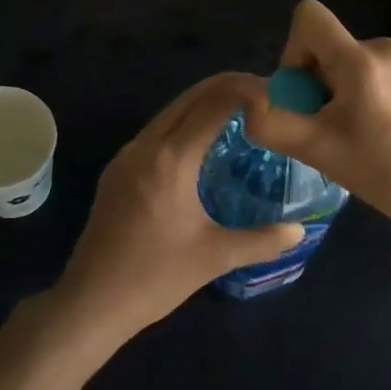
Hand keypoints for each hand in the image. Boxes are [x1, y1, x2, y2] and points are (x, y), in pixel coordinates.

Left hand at [49, 72, 305, 346]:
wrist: (90, 302)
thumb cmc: (155, 277)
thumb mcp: (215, 257)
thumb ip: (262, 240)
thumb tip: (300, 231)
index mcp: (170, 159)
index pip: (213, 104)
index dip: (245, 90)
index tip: (274, 91)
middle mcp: (145, 146)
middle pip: (189, 98)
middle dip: (226, 87)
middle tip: (262, 92)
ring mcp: (126, 156)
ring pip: (169, 113)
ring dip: (202, 103)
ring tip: (238, 111)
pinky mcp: (116, 171)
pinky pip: (156, 132)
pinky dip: (184, 123)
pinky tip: (201, 142)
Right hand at [242, 0, 390, 235]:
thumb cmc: (381, 173)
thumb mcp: (316, 151)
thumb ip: (271, 122)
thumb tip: (250, 100)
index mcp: (360, 60)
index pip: (308, 16)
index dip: (293, 51)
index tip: (305, 95)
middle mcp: (384, 46)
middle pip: (325, 43)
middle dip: (315, 80)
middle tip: (329, 125)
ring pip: (345, 58)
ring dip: (336, 88)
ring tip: (354, 130)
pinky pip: (368, 66)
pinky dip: (359, 90)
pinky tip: (375, 126)